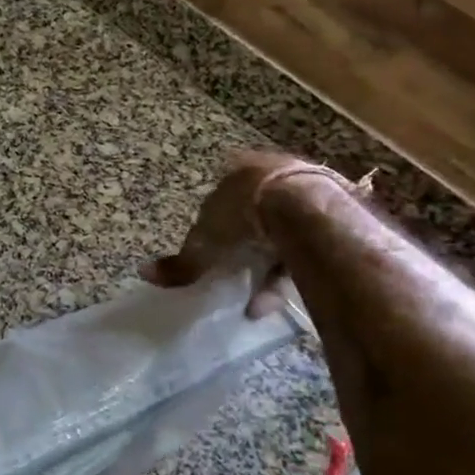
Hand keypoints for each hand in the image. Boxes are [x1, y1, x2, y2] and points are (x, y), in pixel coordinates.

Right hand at [144, 150, 366, 317]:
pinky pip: (304, 249)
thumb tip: (144, 273)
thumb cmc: (245, 217)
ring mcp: (304, 192)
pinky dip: (286, 275)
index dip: (213, 225)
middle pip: (252, 214)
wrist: (305, 211)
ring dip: (265, 267)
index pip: (219, 198)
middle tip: (234, 271)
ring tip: (252, 301)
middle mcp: (270, 173)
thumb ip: (181, 262)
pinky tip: (270, 303)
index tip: (211, 250)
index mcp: (237, 172)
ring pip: (280, 233)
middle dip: (244, 245)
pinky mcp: (330, 216)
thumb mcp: (206, 243)